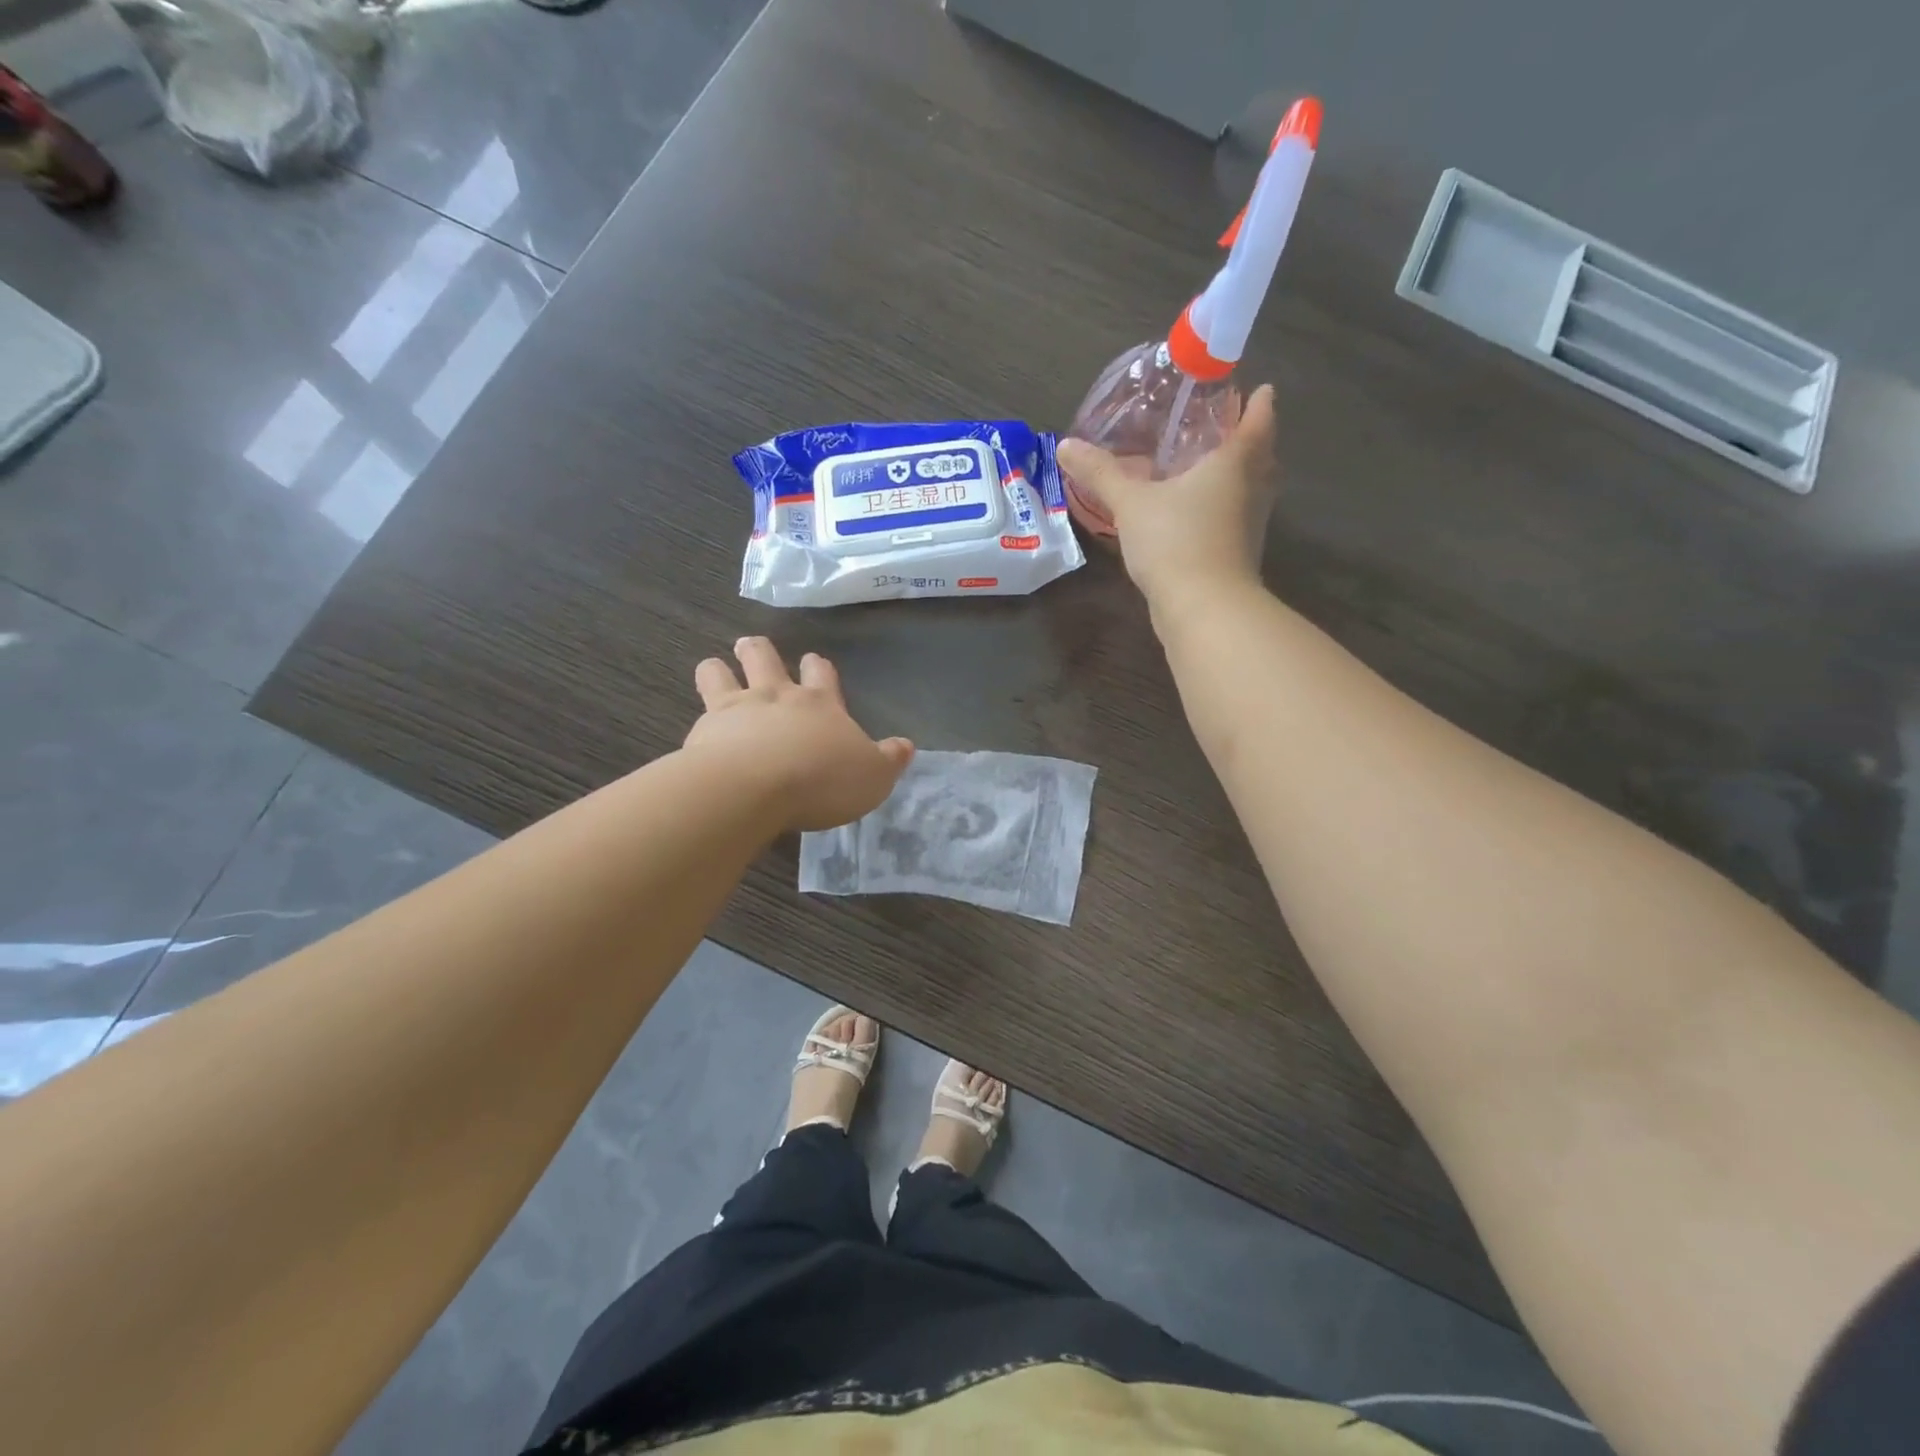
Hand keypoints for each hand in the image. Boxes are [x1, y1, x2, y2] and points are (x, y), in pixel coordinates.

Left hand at [685, 637, 913, 830]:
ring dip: (718, 669)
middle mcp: (775, 696)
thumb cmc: (822, 780)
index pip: (821, 674)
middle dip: (759, 651)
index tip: (814, 662)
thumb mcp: (873, 777)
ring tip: (716, 670)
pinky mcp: (702, 732)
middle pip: (763, 658)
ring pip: (719, 673)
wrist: (754, 788)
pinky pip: (698, 714)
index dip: (818, 667)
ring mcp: (734, 710)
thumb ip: (889, 760)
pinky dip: (699, 719)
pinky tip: (699, 734)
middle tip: (753, 648)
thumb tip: (906, 746)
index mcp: (819, 703)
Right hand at [1056, 383, 1277, 606]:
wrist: (1203, 608)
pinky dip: (1220, 510)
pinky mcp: (1236, 556)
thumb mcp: (1131, 503)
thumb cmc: (1175, 540)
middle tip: (1228, 428)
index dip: (1259, 403)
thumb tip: (1065, 445)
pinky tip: (1193, 515)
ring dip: (1236, 478)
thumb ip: (1101, 474)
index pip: (1259, 421)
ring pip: (1248, 491)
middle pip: (1261, 457)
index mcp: (1234, 463)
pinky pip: (1232, 520)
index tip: (1260, 389)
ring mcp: (1248, 527)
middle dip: (1250, 441)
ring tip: (1207, 468)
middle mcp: (1251, 490)